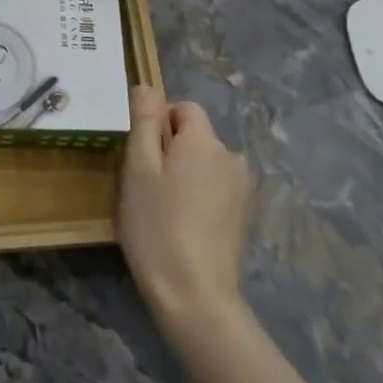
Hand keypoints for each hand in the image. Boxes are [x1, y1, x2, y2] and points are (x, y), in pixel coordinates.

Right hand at [119, 86, 252, 333]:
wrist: (195, 296)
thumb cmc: (156, 225)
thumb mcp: (139, 168)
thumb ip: (144, 121)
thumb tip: (147, 86)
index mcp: (204, 140)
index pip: (183, 108)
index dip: (158, 124)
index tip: (140, 157)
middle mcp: (231, 156)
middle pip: (196, 135)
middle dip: (170, 149)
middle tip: (146, 185)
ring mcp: (242, 189)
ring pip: (205, 163)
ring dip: (185, 174)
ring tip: (163, 208)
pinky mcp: (243, 216)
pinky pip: (215, 188)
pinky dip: (198, 196)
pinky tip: (183, 225)